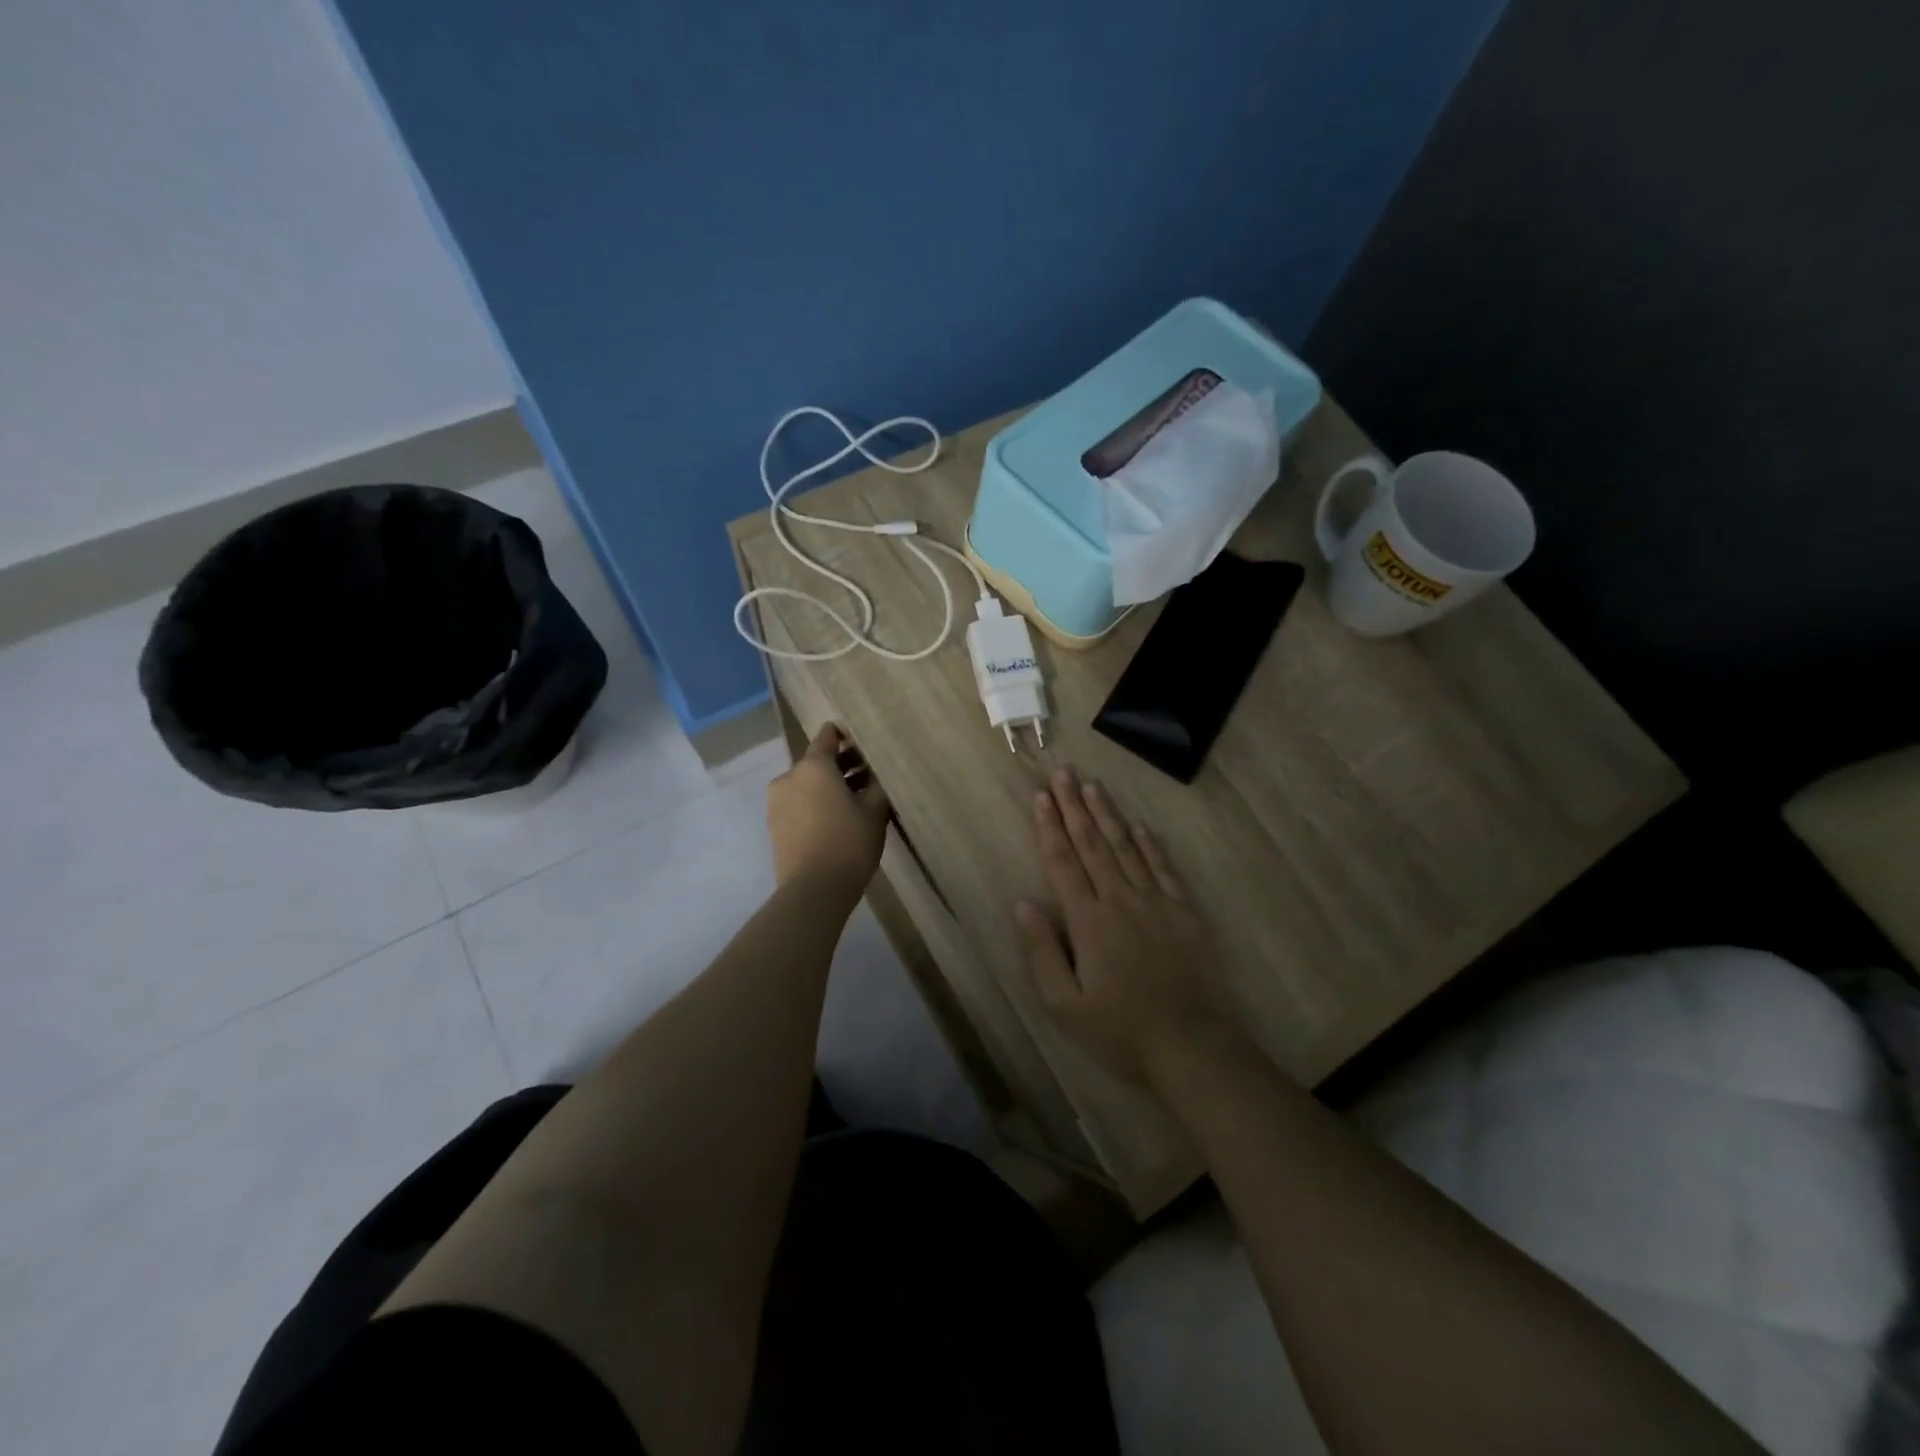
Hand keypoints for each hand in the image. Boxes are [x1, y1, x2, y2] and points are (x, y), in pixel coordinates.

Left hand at [768, 724, 889, 896]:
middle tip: (869, 777)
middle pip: (817, 762)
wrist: (813, 890)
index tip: (864, 742)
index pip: (827, 737)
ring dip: (828, 787)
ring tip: (855, 802)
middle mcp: (789, 777)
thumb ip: (876, 786)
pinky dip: (815, 805)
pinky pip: (798, 805)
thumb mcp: (874, 811)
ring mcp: (777, 803)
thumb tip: (876, 775)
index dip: (846, 736)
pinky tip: (836, 820)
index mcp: (813, 766)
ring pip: (807, 785)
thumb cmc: (848, 842)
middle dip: (841, 766)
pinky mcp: (774, 826)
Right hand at [1015, 767, 1236, 1084]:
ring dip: (1108, 814)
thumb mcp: (1064, 1005)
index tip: (1041, 796)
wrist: (1192, 1046)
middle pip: (1092, 844)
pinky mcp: (1184, 911)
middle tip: (1064, 773)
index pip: (1063, 862)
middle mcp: (1120, 899)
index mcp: (1088, 920)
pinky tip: (1138, 825)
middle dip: (1074, 806)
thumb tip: (1023, 903)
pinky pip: (1163, 868)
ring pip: (1126, 847)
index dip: (1049, 827)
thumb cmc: (1120, 1031)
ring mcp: (1156, 902)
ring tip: (1093, 785)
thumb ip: (1042, 951)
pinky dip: (1149, 843)